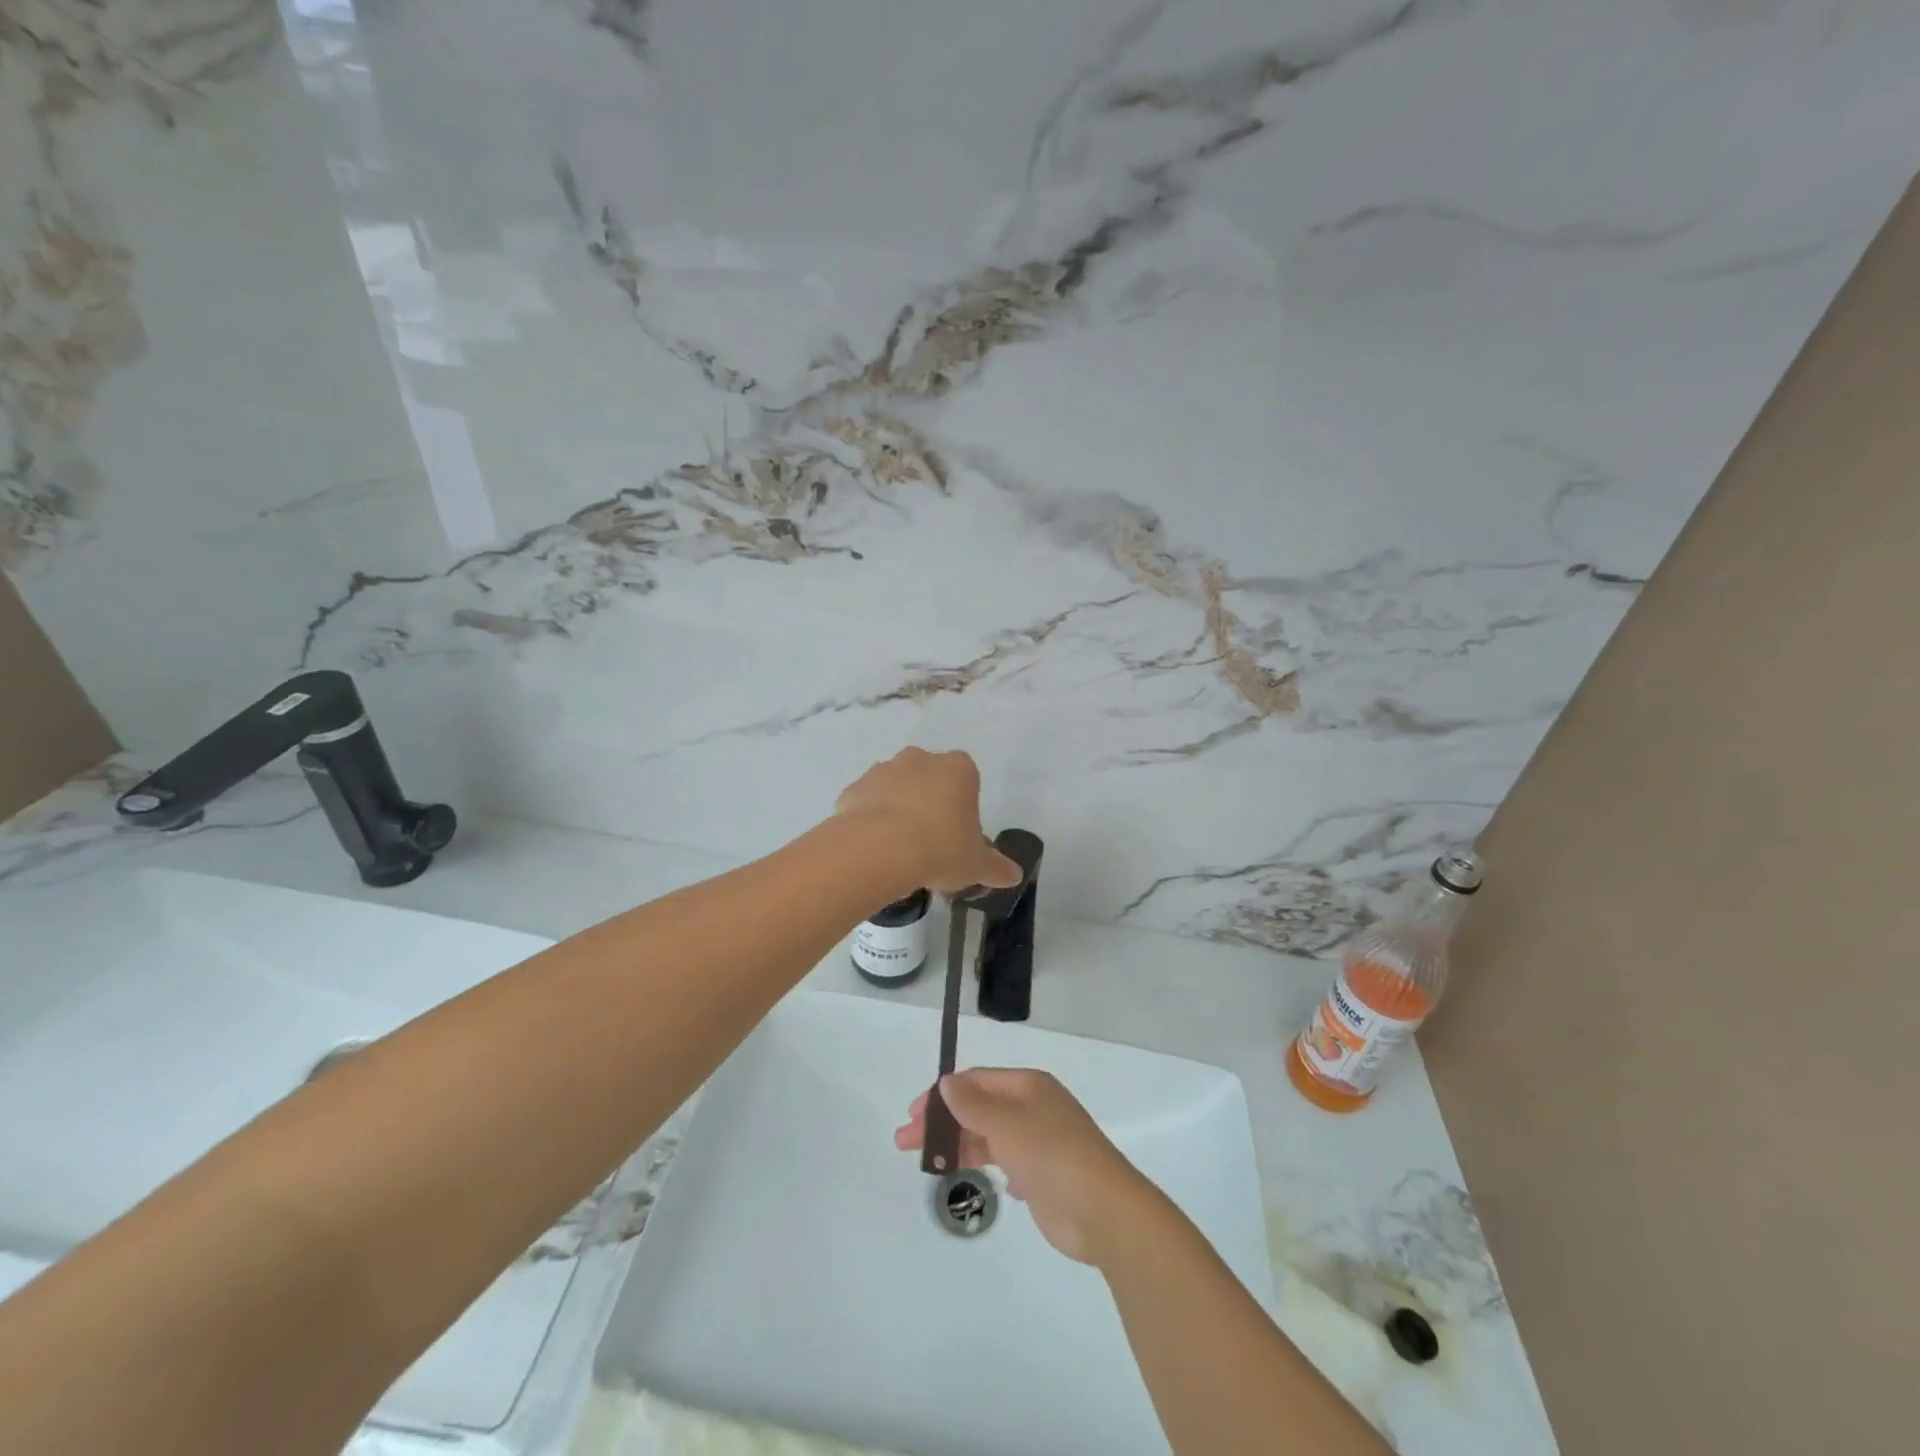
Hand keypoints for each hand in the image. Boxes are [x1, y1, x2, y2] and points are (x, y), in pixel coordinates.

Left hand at [835, 748, 1021, 896]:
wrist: (878, 849)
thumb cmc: (940, 849)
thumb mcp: (976, 865)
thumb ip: (996, 868)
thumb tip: (1014, 876)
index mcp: (958, 769)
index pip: (967, 780)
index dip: (963, 808)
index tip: (958, 836)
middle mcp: (920, 759)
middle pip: (930, 779)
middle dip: (930, 804)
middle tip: (930, 843)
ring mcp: (883, 770)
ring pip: (896, 788)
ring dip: (898, 810)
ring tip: (898, 851)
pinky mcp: (854, 788)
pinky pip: (867, 803)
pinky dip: (870, 821)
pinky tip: (873, 850)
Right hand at [894, 1068, 1153, 1265]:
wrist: (1102, 1211)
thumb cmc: (1052, 1155)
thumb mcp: (1006, 1124)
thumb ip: (972, 1105)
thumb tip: (946, 1082)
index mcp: (1028, 1086)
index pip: (976, 1081)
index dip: (942, 1095)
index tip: (913, 1115)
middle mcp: (1033, 1108)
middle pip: (978, 1108)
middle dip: (942, 1122)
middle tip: (905, 1141)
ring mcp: (1039, 1142)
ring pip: (988, 1136)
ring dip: (958, 1145)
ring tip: (926, 1164)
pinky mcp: (1041, 1175)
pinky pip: (1003, 1161)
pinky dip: (984, 1164)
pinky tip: (968, 1176)